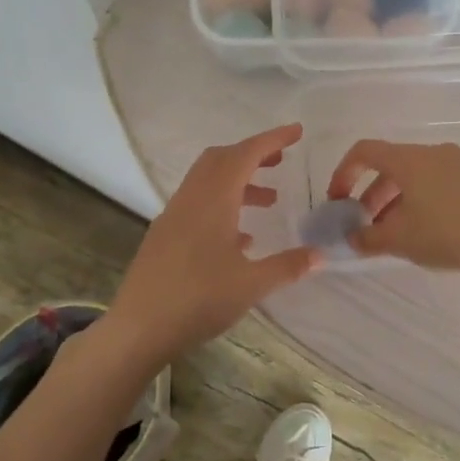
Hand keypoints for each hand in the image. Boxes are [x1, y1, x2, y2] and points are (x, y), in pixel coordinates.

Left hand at [107, 124, 319, 364]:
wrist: (138, 328)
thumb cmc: (198, 300)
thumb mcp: (251, 285)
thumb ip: (288, 266)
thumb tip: (320, 255)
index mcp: (213, 200)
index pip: (245, 154)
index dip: (272, 139)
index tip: (297, 132)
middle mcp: (191, 199)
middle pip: (221, 159)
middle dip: (253, 154)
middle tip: (282, 161)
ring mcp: (173, 217)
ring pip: (208, 181)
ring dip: (239, 180)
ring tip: (269, 200)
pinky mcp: (164, 236)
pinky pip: (197, 204)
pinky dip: (222, 203)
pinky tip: (241, 236)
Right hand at [325, 139, 459, 276]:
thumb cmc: (447, 234)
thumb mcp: (400, 240)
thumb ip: (367, 238)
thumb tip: (350, 238)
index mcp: (409, 159)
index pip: (365, 151)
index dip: (343, 173)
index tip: (338, 201)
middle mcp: (433, 152)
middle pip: (391, 165)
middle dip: (371, 194)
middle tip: (365, 224)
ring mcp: (458, 163)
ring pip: (415, 175)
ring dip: (396, 200)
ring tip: (394, 232)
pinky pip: (437, 182)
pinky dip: (420, 199)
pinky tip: (426, 229)